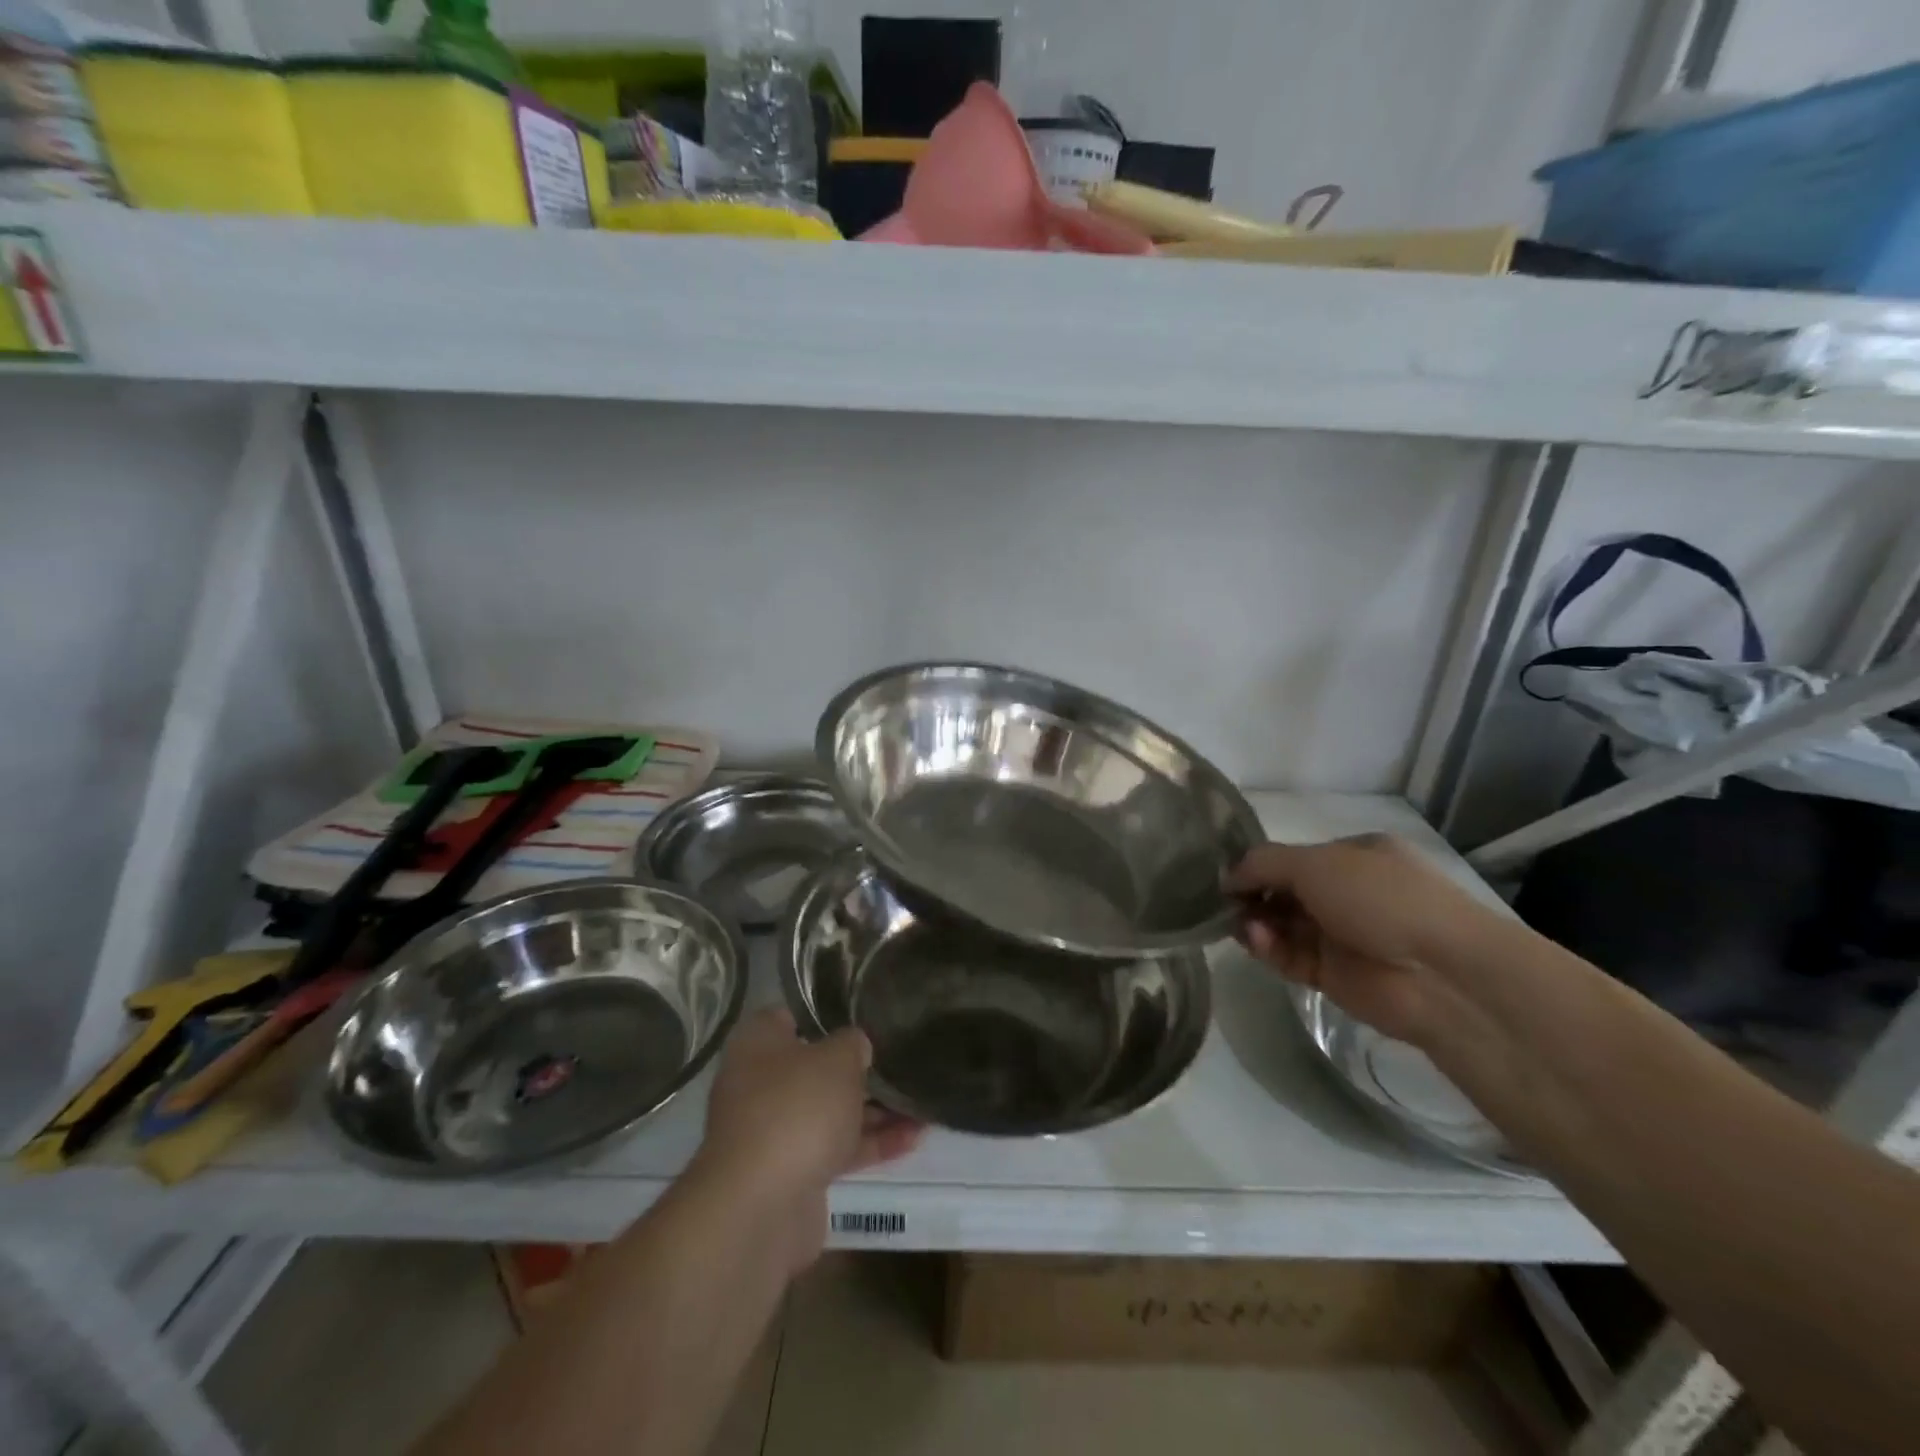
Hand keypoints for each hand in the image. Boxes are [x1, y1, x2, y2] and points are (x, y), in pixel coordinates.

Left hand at [695, 1008, 921, 1269]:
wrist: (761, 1208)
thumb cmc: (797, 1109)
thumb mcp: (837, 1059)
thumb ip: (853, 1044)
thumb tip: (856, 1046)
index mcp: (758, 1043)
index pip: (793, 1015)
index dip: (829, 1013)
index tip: (866, 1014)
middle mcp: (760, 1083)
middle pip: (816, 1066)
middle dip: (858, 1066)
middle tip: (901, 1057)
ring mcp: (775, 1130)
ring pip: (830, 1110)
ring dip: (874, 1108)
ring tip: (921, 1100)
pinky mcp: (793, 1171)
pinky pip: (837, 1147)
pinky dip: (871, 1143)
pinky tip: (914, 1137)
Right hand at [1225, 834, 1505, 1045]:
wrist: (1441, 974)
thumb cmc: (1381, 898)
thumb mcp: (1316, 862)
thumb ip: (1263, 863)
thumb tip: (1227, 876)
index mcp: (1354, 856)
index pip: (1293, 857)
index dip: (1258, 864)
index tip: (1227, 875)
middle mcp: (1348, 892)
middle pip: (1283, 891)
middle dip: (1252, 894)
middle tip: (1226, 902)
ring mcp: (1341, 935)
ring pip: (1282, 925)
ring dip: (1256, 921)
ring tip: (1240, 924)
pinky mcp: (1333, 974)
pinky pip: (1289, 956)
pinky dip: (1269, 948)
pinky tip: (1256, 940)